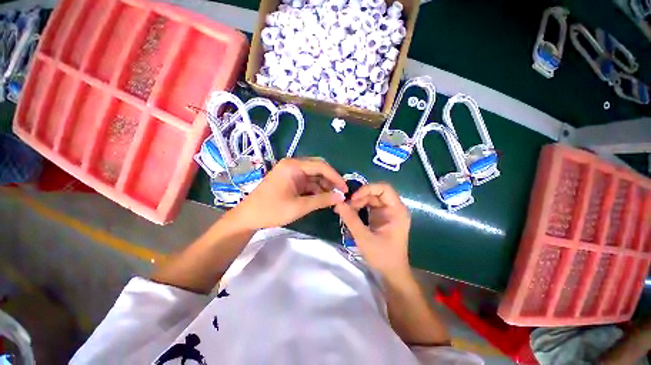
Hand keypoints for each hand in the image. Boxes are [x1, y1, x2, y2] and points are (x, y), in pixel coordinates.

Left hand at [232, 158, 346, 229]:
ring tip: (333, 199)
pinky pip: (308, 182)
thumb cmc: (272, 210)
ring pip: (314, 176)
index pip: (321, 166)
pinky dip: (316, 190)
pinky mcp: (291, 180)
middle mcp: (293, 165)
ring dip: (324, 186)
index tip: (345, 189)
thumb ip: (322, 200)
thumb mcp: (300, 206)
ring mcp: (291, 172)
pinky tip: (322, 198)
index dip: (336, 177)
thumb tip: (341, 197)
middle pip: (318, 168)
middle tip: (340, 193)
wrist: (248, 217)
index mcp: (293, 166)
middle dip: (330, 181)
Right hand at [334, 183, 410, 275]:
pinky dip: (358, 208)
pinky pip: (368, 206)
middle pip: (375, 193)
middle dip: (359, 197)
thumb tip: (338, 203)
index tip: (354, 198)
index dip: (368, 189)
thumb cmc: (383, 257)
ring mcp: (387, 212)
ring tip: (344, 210)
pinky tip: (349, 213)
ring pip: (370, 199)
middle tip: (345, 206)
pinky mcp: (381, 217)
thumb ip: (351, 219)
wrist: (392, 273)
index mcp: (397, 211)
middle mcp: (393, 208)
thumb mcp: (364, 238)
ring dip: (357, 202)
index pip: (384, 188)